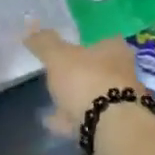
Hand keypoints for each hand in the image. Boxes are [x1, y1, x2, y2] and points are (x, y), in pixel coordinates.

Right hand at [24, 25, 144, 136]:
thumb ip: (44, 42)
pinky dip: (70, 118)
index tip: (69, 47)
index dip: (85, 42)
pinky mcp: (114, 126)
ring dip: (75, 97)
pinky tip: (52, 121)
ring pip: (94, 95)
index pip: (103, 38)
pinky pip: (86, 117)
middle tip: (60, 73)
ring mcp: (121, 101)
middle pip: (100, 68)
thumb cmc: (86, 79)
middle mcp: (124, 72)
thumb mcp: (58, 56)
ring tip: (52, 100)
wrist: (110, 127)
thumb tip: (30, 28)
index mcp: (115, 49)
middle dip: (81, 72)